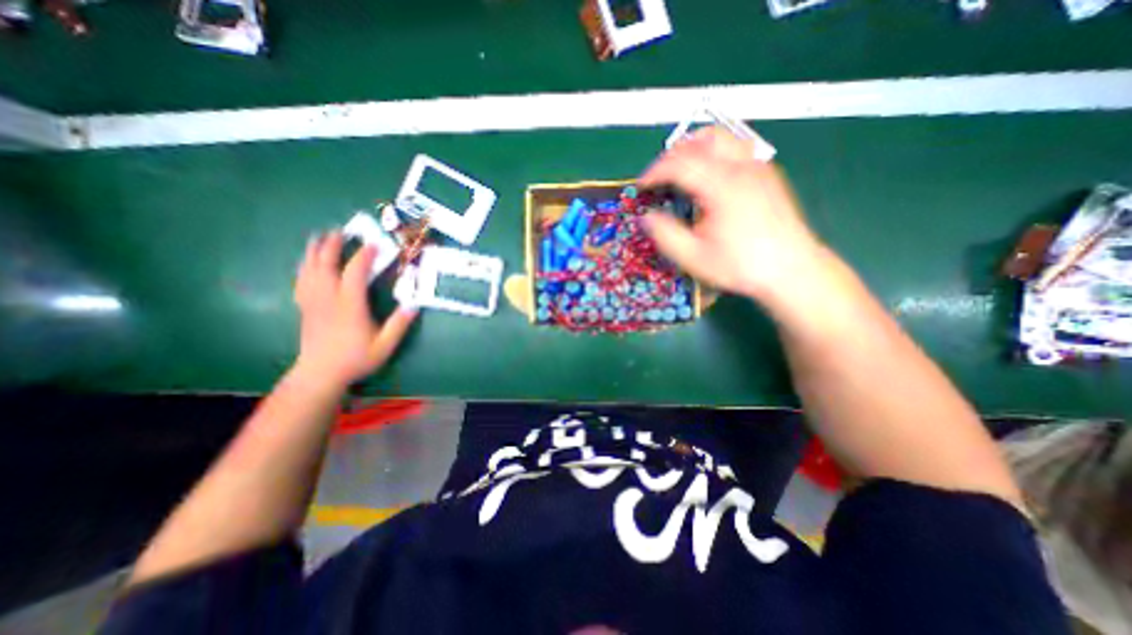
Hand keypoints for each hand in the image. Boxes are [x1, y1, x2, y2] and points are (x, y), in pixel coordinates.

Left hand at [289, 233, 413, 390]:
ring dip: (314, 252)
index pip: (354, 273)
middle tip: (339, 231)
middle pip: (326, 265)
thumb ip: (399, 325)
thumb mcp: (384, 345)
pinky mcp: (305, 308)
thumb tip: (415, 305)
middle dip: (332, 246)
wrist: (320, 374)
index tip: (374, 244)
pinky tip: (307, 263)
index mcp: (350, 305)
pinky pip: (301, 281)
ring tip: (319, 238)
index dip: (364, 256)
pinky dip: (304, 267)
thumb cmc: (355, 359)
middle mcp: (328, 299)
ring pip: (309, 270)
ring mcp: (313, 302)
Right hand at [646, 126, 827, 304]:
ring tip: (680, 170)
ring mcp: (758, 167)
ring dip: (694, 148)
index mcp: (722, 186)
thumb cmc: (741, 266)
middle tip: (659, 177)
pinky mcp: (767, 174)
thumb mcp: (694, 258)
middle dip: (672, 155)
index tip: (641, 186)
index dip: (654, 172)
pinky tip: (708, 177)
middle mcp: (742, 167)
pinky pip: (735, 148)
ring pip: (721, 138)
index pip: (680, 163)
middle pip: (700, 140)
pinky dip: (713, 153)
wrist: (791, 270)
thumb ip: (665, 235)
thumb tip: (647, 217)